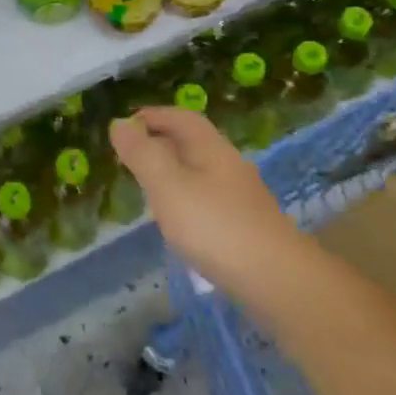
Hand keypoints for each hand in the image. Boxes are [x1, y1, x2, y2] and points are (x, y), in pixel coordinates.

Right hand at [110, 107, 297, 293]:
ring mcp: (242, 197)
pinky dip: (188, 197)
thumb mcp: (168, 186)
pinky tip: (180, 220)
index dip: (154, 115)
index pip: (182, 117)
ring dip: (175, 171)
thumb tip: (119, 123)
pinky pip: (210, 198)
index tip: (127, 123)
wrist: (277, 279)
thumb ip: (142, 154)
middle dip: (162, 142)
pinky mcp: (247, 225)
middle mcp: (229, 165)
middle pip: (194, 142)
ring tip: (150, 186)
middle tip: (132, 154)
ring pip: (202, 171)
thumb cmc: (215, 226)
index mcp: (211, 148)